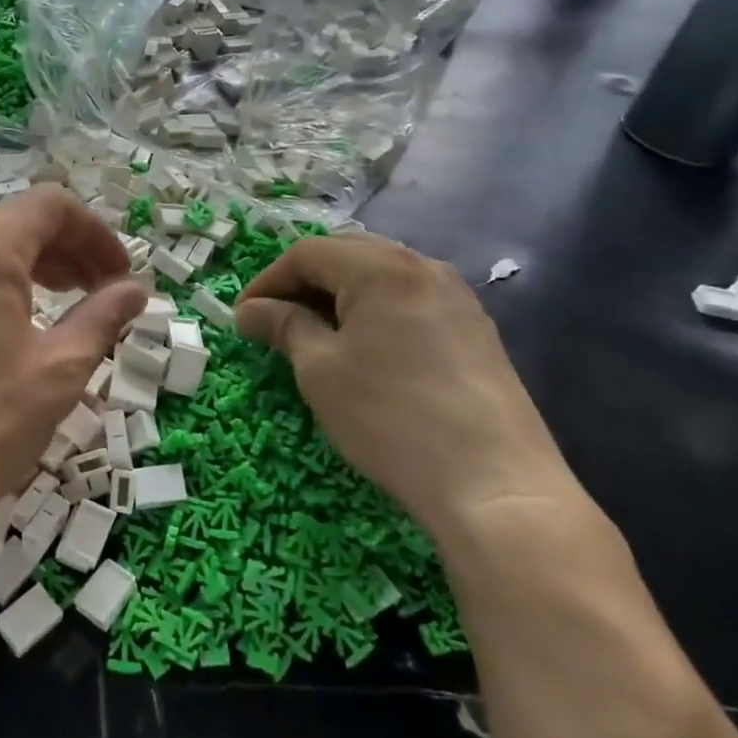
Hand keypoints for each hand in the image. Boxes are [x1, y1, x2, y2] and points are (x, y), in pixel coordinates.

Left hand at [0, 185, 146, 552]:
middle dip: (66, 250)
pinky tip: (4, 333)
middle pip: (15, 222)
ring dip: (29, 269)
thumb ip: (101, 319)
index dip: (96, 234)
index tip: (119, 277)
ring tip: (58, 309)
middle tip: (97, 293)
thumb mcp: (56, 373)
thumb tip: (135, 289)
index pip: (51, 206)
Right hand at [235, 235, 575, 537]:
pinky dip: (375, 312)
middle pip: (348, 255)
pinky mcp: (475, 329)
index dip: (267, 280)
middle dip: (303, 283)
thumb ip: (284, 326)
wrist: (494, 484)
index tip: (243, 318)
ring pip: (381, 276)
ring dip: (339, 296)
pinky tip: (365, 349)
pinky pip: (410, 300)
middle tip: (274, 321)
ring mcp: (457, 297)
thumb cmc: (390, 418)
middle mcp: (424, 267)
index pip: (308, 253)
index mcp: (382, 268)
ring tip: (315, 335)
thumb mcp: (320, 369)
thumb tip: (251, 311)